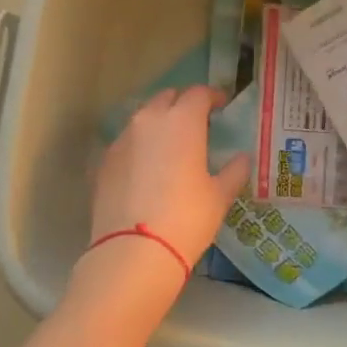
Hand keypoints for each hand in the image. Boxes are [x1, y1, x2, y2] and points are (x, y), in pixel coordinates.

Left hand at [89, 86, 251, 278]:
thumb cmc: (187, 218)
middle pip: (166, 98)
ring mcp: (122, 139)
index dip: (212, 96)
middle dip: (182, 104)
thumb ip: (233, 171)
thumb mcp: (219, 196)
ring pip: (143, 118)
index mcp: (182, 121)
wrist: (133, 251)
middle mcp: (149, 120)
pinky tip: (147, 168)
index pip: (198, 94)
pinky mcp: (104, 161)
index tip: (221, 105)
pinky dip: (139, 146)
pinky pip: (126, 142)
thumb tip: (242, 158)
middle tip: (196, 122)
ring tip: (170, 145)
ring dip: (158, 123)